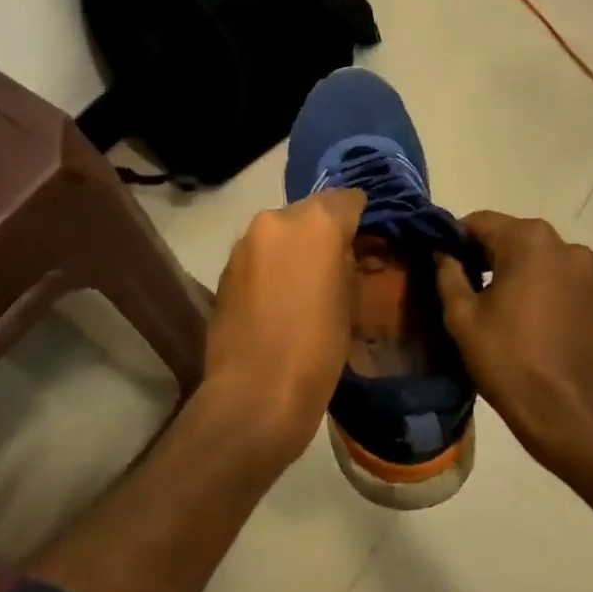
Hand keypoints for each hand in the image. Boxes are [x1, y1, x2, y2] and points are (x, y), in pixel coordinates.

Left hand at [203, 189, 366, 469]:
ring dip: (294, 248)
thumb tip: (344, 253)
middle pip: (310, 212)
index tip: (367, 237)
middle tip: (337, 263)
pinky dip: (272, 266)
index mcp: (316, 222)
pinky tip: (279, 298)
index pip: (348, 198)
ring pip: (280, 233)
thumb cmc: (317, 350)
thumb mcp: (351, 303)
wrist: (255, 393)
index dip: (361, 216)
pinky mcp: (224, 268)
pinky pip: (258, 254)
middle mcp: (276, 219)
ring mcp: (245, 243)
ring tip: (306, 284)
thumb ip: (348, 264)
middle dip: (324, 232)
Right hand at [436, 212, 592, 470]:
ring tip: (485, 299)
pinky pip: (551, 272)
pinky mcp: (592, 292)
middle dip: (480, 252)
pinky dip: (531, 280)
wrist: (565, 411)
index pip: (478, 222)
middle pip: (508, 234)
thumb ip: (447, 271)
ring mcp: (582, 267)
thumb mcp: (462, 314)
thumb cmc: (507, 358)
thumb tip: (441, 250)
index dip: (452, 239)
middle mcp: (561, 242)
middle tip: (456, 281)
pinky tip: (514, 309)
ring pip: (531, 254)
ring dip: (506, 266)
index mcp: (528, 239)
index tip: (436, 261)